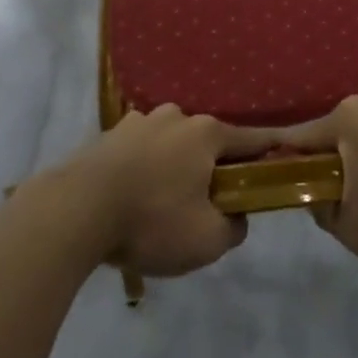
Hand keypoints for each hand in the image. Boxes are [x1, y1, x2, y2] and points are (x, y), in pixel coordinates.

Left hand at [54, 106, 272, 278]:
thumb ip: (234, 227)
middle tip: (208, 204)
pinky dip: (145, 170)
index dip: (269, 152)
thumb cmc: (151, 220)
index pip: (251, 140)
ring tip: (163, 205)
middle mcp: (177, 116)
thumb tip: (236, 215)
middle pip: (208, 143)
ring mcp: (140, 121)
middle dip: (213, 168)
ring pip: (172, 145)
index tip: (282, 160)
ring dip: (175, 167)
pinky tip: (133, 198)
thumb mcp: (207, 240)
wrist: (75, 211)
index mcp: (206, 133)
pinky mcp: (109, 135)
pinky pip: (140, 152)